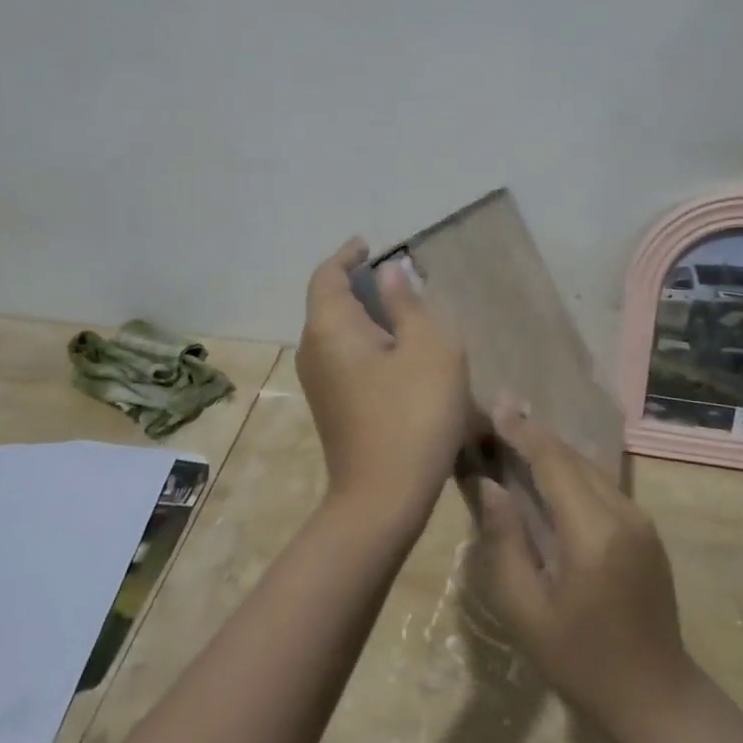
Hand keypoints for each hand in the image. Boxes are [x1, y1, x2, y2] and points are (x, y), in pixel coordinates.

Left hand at [295, 239, 470, 534]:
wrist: (384, 497)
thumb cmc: (414, 412)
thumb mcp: (428, 348)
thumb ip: (408, 304)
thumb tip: (390, 273)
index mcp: (331, 328)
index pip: (328, 275)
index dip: (347, 255)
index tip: (368, 245)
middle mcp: (314, 350)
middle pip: (328, 303)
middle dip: (357, 284)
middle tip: (397, 277)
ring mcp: (319, 383)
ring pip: (336, 333)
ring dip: (364, 315)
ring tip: (403, 311)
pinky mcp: (332, 407)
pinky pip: (343, 357)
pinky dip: (365, 342)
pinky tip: (398, 353)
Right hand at [475, 404, 695, 738]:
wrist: (656, 697)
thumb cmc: (581, 661)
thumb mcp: (526, 611)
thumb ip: (505, 543)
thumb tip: (490, 487)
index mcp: (593, 532)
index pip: (554, 462)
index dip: (523, 432)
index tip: (495, 409)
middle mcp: (624, 513)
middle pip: (574, 458)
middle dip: (535, 436)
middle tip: (498, 419)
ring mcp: (641, 520)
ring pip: (591, 469)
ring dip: (555, 453)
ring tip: (517, 440)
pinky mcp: (646, 531)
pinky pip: (604, 487)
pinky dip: (573, 474)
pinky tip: (550, 479)